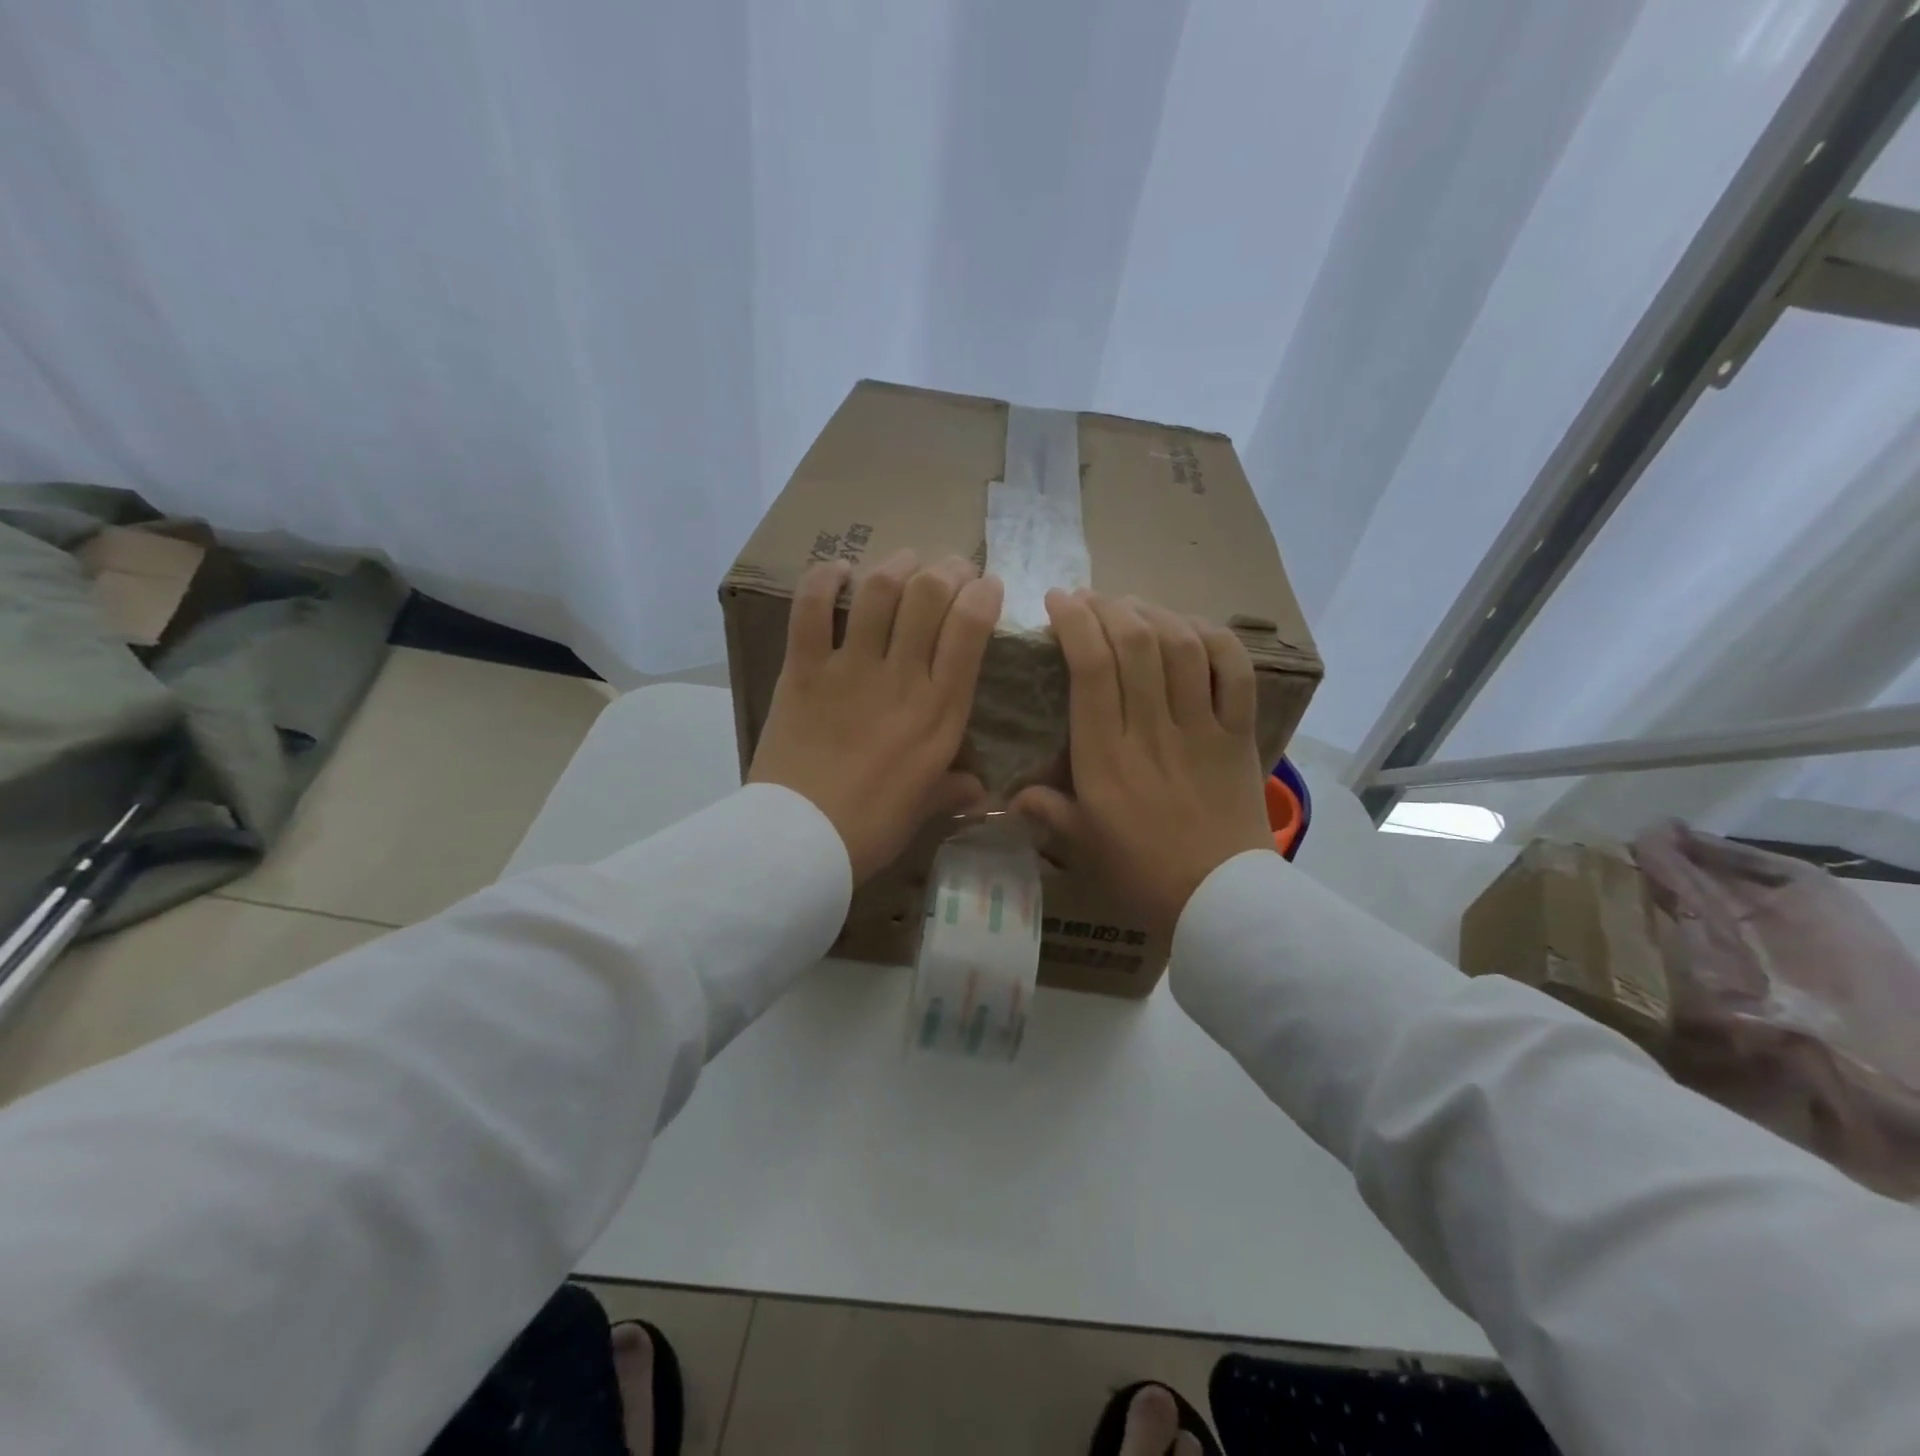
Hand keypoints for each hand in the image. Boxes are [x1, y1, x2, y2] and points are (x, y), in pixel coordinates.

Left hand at [749, 549, 1002, 883]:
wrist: (801, 840)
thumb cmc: (872, 828)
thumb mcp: (924, 808)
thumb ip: (954, 790)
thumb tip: (979, 792)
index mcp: (940, 712)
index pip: (971, 629)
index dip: (983, 594)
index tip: (986, 587)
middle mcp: (902, 678)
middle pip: (929, 595)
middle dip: (947, 568)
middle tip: (949, 569)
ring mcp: (850, 670)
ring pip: (879, 590)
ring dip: (896, 564)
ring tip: (904, 561)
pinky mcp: (804, 670)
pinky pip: (812, 608)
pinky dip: (823, 580)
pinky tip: (837, 571)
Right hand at [1011, 590, 1272, 938]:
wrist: (1218, 899)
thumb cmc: (1141, 873)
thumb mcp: (1082, 844)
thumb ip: (1047, 811)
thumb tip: (1008, 795)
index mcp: (1105, 757)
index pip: (1090, 670)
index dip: (1075, 623)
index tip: (1060, 601)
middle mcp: (1151, 731)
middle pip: (1135, 644)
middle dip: (1110, 607)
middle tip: (1093, 600)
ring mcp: (1200, 729)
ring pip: (1182, 648)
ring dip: (1155, 614)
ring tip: (1135, 608)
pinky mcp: (1238, 734)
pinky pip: (1235, 672)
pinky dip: (1216, 639)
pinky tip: (1193, 628)